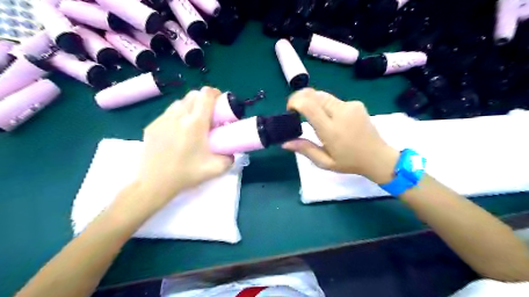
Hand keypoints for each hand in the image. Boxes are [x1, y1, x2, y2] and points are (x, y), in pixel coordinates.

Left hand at [134, 87, 231, 207]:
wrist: (154, 184)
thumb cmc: (186, 174)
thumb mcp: (216, 168)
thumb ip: (229, 158)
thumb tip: (232, 152)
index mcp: (195, 123)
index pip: (206, 94)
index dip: (215, 93)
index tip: (220, 103)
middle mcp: (178, 116)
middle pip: (193, 95)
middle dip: (204, 100)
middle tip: (209, 115)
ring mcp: (162, 120)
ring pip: (179, 102)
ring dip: (190, 107)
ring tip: (193, 123)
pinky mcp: (152, 126)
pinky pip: (168, 113)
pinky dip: (177, 116)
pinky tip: (177, 132)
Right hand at [283, 87, 398, 182]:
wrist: (378, 157)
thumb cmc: (349, 162)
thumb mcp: (324, 162)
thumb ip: (305, 149)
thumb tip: (285, 142)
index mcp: (331, 130)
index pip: (308, 105)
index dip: (294, 101)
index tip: (289, 110)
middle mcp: (341, 113)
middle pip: (314, 94)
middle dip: (300, 98)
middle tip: (296, 110)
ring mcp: (350, 106)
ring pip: (323, 95)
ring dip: (312, 101)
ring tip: (311, 115)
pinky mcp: (356, 103)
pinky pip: (334, 99)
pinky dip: (325, 104)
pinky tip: (328, 117)